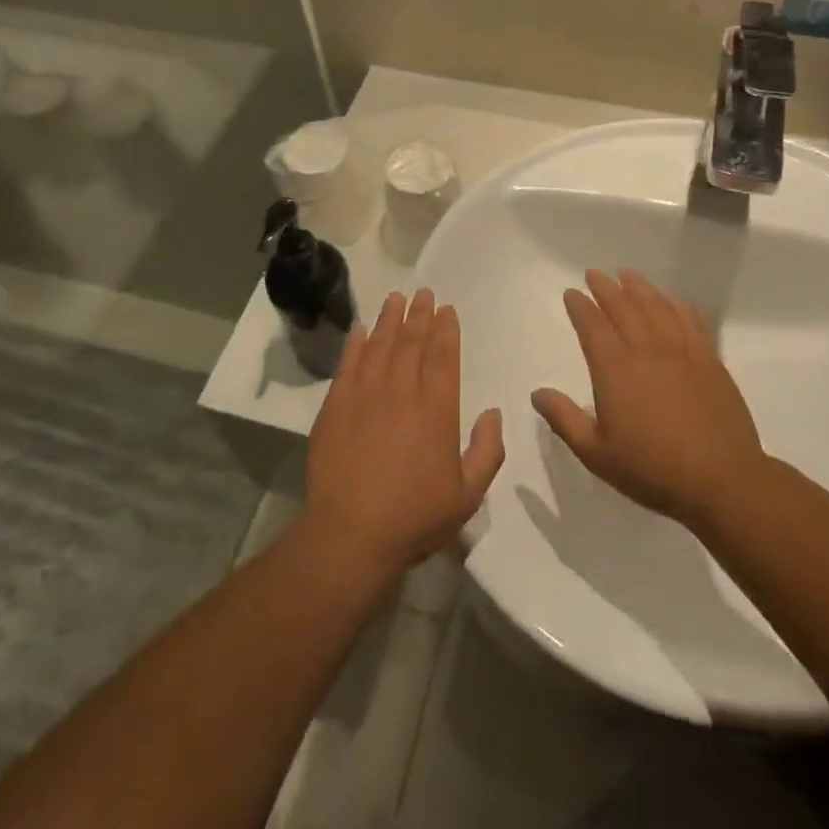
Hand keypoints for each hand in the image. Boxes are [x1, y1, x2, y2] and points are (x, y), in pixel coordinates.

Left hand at [302, 289, 504, 580]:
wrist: (351, 535)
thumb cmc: (415, 517)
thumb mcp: (468, 495)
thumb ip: (488, 451)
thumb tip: (493, 412)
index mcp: (437, 410)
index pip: (443, 357)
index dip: (446, 330)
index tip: (446, 310)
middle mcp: (401, 393)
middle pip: (411, 343)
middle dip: (419, 315)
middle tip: (423, 293)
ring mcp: (365, 396)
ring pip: (380, 346)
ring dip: (389, 319)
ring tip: (395, 298)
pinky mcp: (335, 407)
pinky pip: (347, 365)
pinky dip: (355, 344)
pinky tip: (360, 329)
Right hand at [531, 269, 765, 527]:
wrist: (721, 480)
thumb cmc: (651, 469)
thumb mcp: (596, 453)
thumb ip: (564, 419)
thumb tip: (537, 393)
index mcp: (614, 369)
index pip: (592, 326)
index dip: (580, 306)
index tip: (572, 293)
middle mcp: (646, 350)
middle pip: (623, 307)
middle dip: (605, 288)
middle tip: (594, 274)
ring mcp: (681, 351)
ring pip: (656, 306)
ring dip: (639, 287)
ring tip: (627, 274)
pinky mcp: (709, 359)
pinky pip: (690, 319)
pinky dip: (676, 304)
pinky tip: (671, 299)